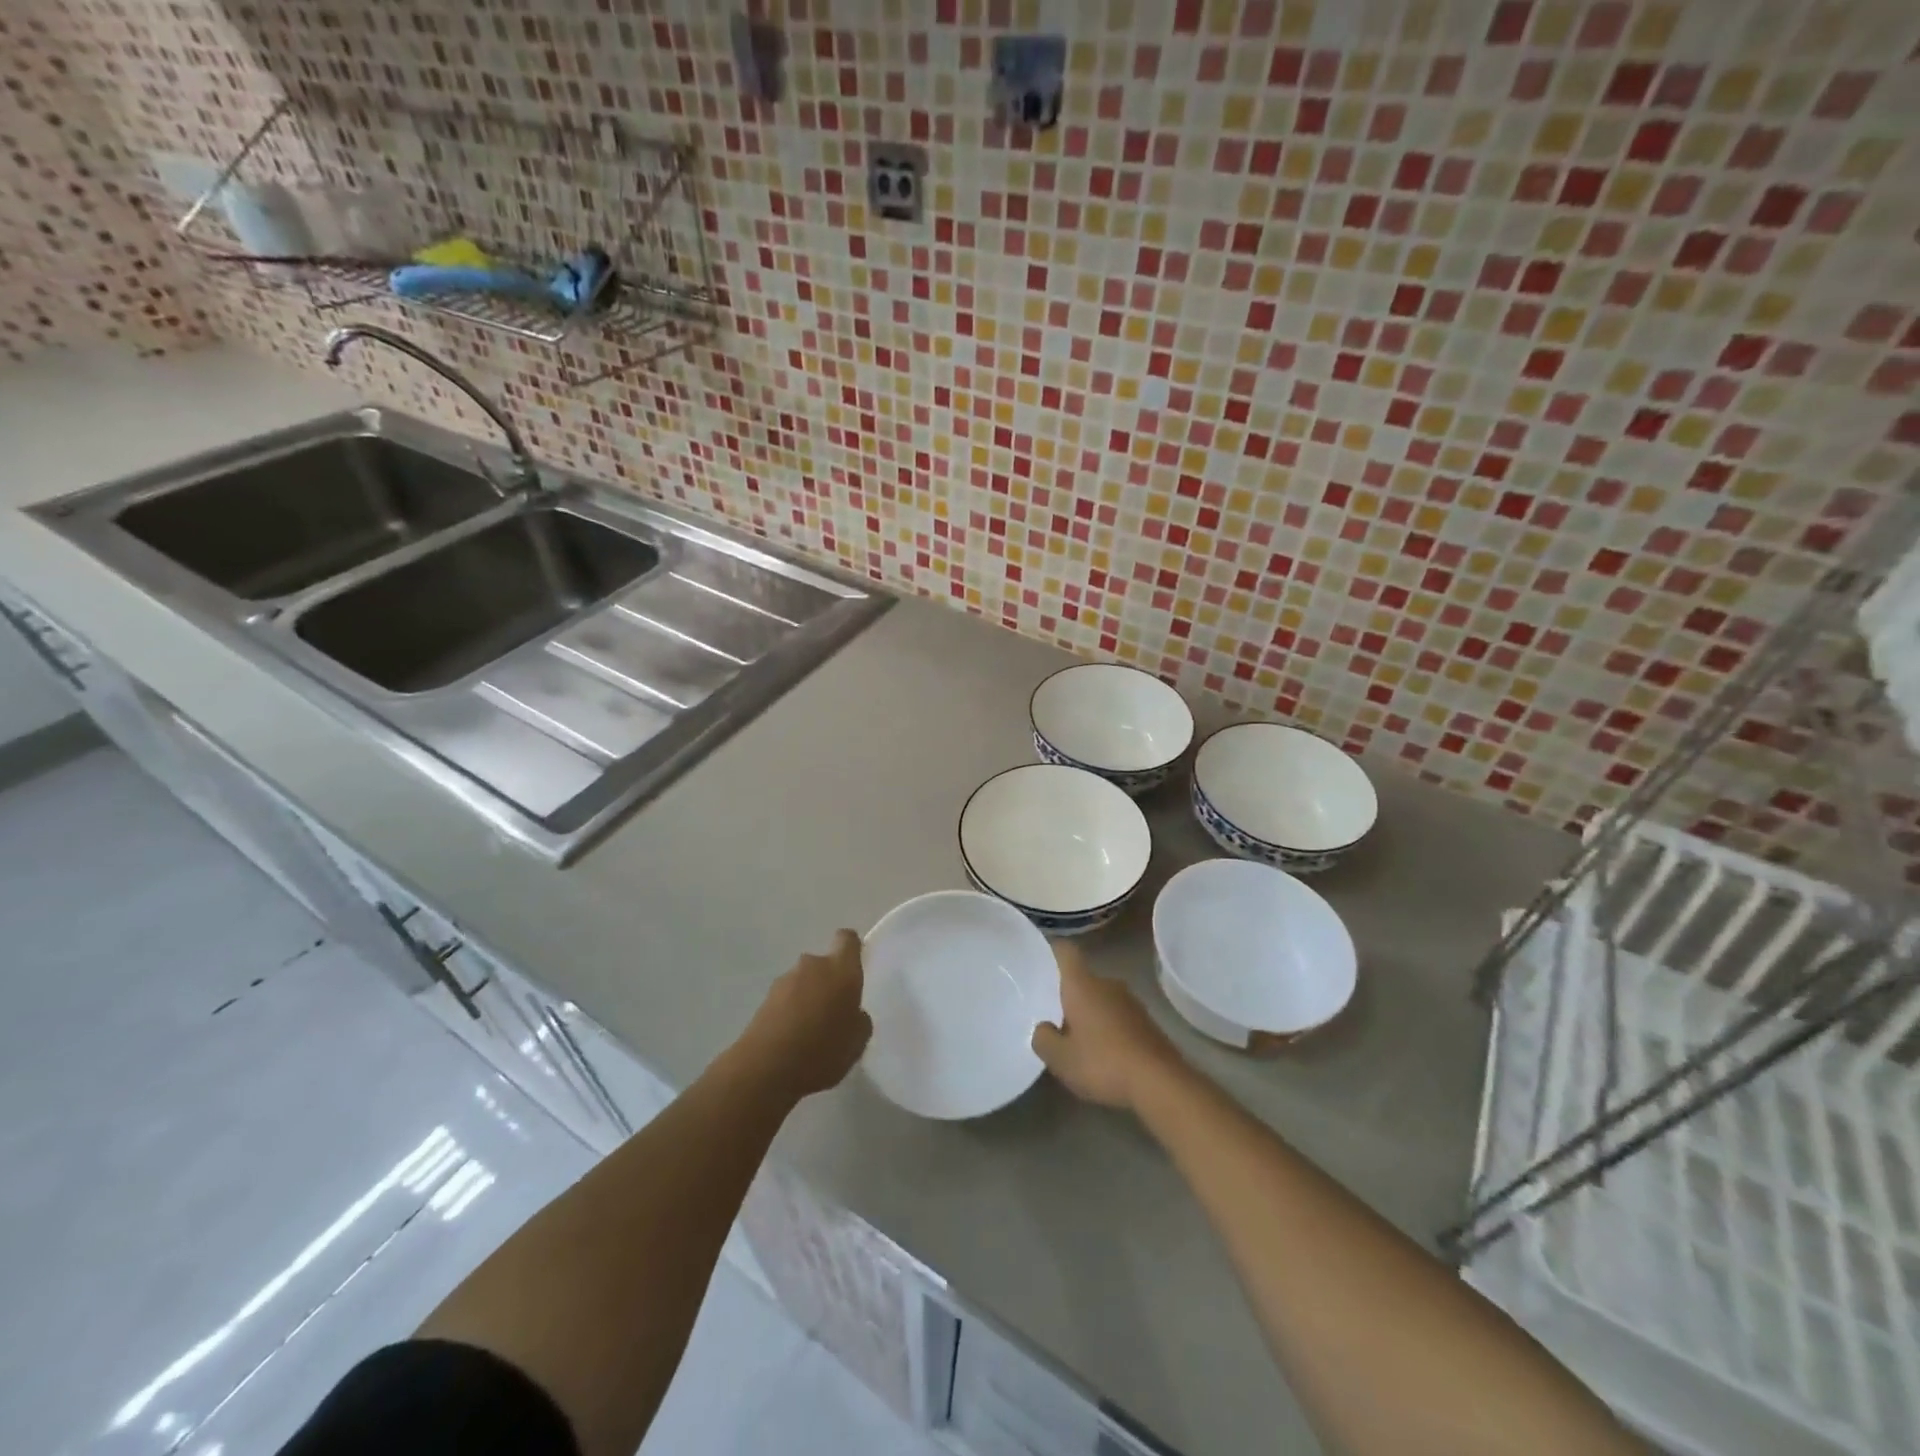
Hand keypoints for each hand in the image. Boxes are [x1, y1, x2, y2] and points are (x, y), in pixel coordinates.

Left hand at [734, 929, 872, 1100]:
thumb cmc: (823, 1050)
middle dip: (828, 983)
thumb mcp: (858, 1041)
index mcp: (840, 969)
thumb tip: (851, 1012)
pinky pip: (785, 1000)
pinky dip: (790, 1013)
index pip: (847, 939)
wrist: (766, 1069)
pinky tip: (792, 1041)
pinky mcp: (764, 1000)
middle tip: (833, 1014)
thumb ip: (859, 1019)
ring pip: (803, 983)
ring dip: (807, 999)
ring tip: (810, 1033)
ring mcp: (784, 981)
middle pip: (823, 965)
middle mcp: (812, 966)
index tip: (854, 968)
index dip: (851, 949)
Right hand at [1032, 941, 1186, 1111]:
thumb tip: (1043, 1028)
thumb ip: (1043, 1039)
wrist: (1160, 1082)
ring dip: (1090, 1013)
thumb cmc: (1102, 1062)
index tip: (1039, 958)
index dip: (1052, 950)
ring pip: (1102, 999)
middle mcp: (1107, 984)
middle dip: (1069, 994)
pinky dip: (1108, 1029)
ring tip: (1076, 1039)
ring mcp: (1131, 1002)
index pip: (1066, 952)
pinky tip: (1103, 1054)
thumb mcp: (1060, 1058)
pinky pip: (1119, 1017)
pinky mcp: (1148, 1023)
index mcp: (1082, 985)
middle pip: (1083, 979)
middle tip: (1052, 1014)